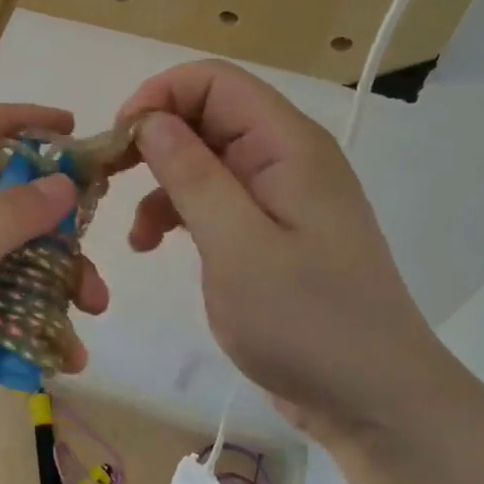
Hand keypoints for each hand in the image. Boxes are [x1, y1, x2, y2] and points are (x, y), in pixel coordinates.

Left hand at [0, 104, 108, 480]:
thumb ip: (12, 211)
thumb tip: (63, 186)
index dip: (15, 120)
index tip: (69, 126)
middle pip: (3, 199)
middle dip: (53, 214)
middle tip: (94, 226)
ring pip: (19, 261)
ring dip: (60, 278)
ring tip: (93, 303)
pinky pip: (16, 315)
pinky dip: (45, 328)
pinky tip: (67, 353)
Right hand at [115, 60, 446, 435]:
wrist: (374, 402)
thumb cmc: (307, 321)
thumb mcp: (237, 245)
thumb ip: (191, 175)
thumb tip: (149, 119)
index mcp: (287, 144)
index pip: (214, 81)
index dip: (160, 96)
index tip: (119, 139)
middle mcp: (285, 156)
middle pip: (206, 116)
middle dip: (153, 140)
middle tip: (109, 179)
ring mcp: (279, 195)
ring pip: (204, 158)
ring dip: (161, 183)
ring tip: (134, 233)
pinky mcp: (270, 230)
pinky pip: (214, 198)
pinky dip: (179, 213)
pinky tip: (153, 246)